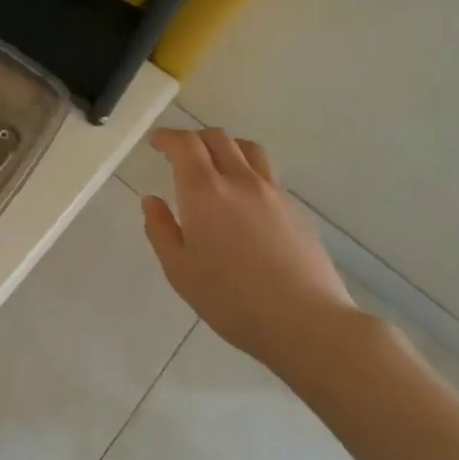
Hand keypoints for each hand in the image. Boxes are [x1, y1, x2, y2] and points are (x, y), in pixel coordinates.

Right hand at [141, 129, 363, 376]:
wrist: (305, 322)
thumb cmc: (231, 299)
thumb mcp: (179, 270)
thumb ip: (160, 230)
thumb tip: (152, 201)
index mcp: (204, 192)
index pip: (185, 144)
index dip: (168, 137)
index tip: (156, 143)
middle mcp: (239, 181)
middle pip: (218, 138)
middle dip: (194, 138)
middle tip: (180, 154)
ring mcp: (273, 193)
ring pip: (248, 149)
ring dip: (226, 147)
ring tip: (216, 165)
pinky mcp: (296, 209)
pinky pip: (267, 174)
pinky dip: (248, 171)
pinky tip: (244, 199)